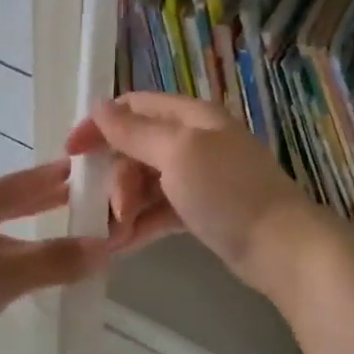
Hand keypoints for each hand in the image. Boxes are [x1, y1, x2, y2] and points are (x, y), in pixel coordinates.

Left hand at [0, 159, 106, 353]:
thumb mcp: (1, 278)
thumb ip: (54, 260)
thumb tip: (105, 246)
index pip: (23, 182)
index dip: (55, 177)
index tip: (84, 169)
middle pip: (5, 201)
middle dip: (41, 199)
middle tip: (75, 197)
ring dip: (21, 227)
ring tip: (49, 232)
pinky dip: (0, 250)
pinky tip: (5, 269)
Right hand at [65, 93, 318, 295]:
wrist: (282, 248)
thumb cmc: (228, 192)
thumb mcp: (177, 154)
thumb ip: (134, 132)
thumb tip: (98, 106)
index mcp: (191, 117)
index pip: (134, 107)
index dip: (99, 125)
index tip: (71, 154)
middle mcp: (194, 141)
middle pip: (136, 148)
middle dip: (116, 177)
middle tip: (111, 209)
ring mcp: (199, 177)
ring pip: (146, 182)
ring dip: (125, 205)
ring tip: (114, 234)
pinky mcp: (201, 210)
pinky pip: (160, 210)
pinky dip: (141, 223)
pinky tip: (122, 245)